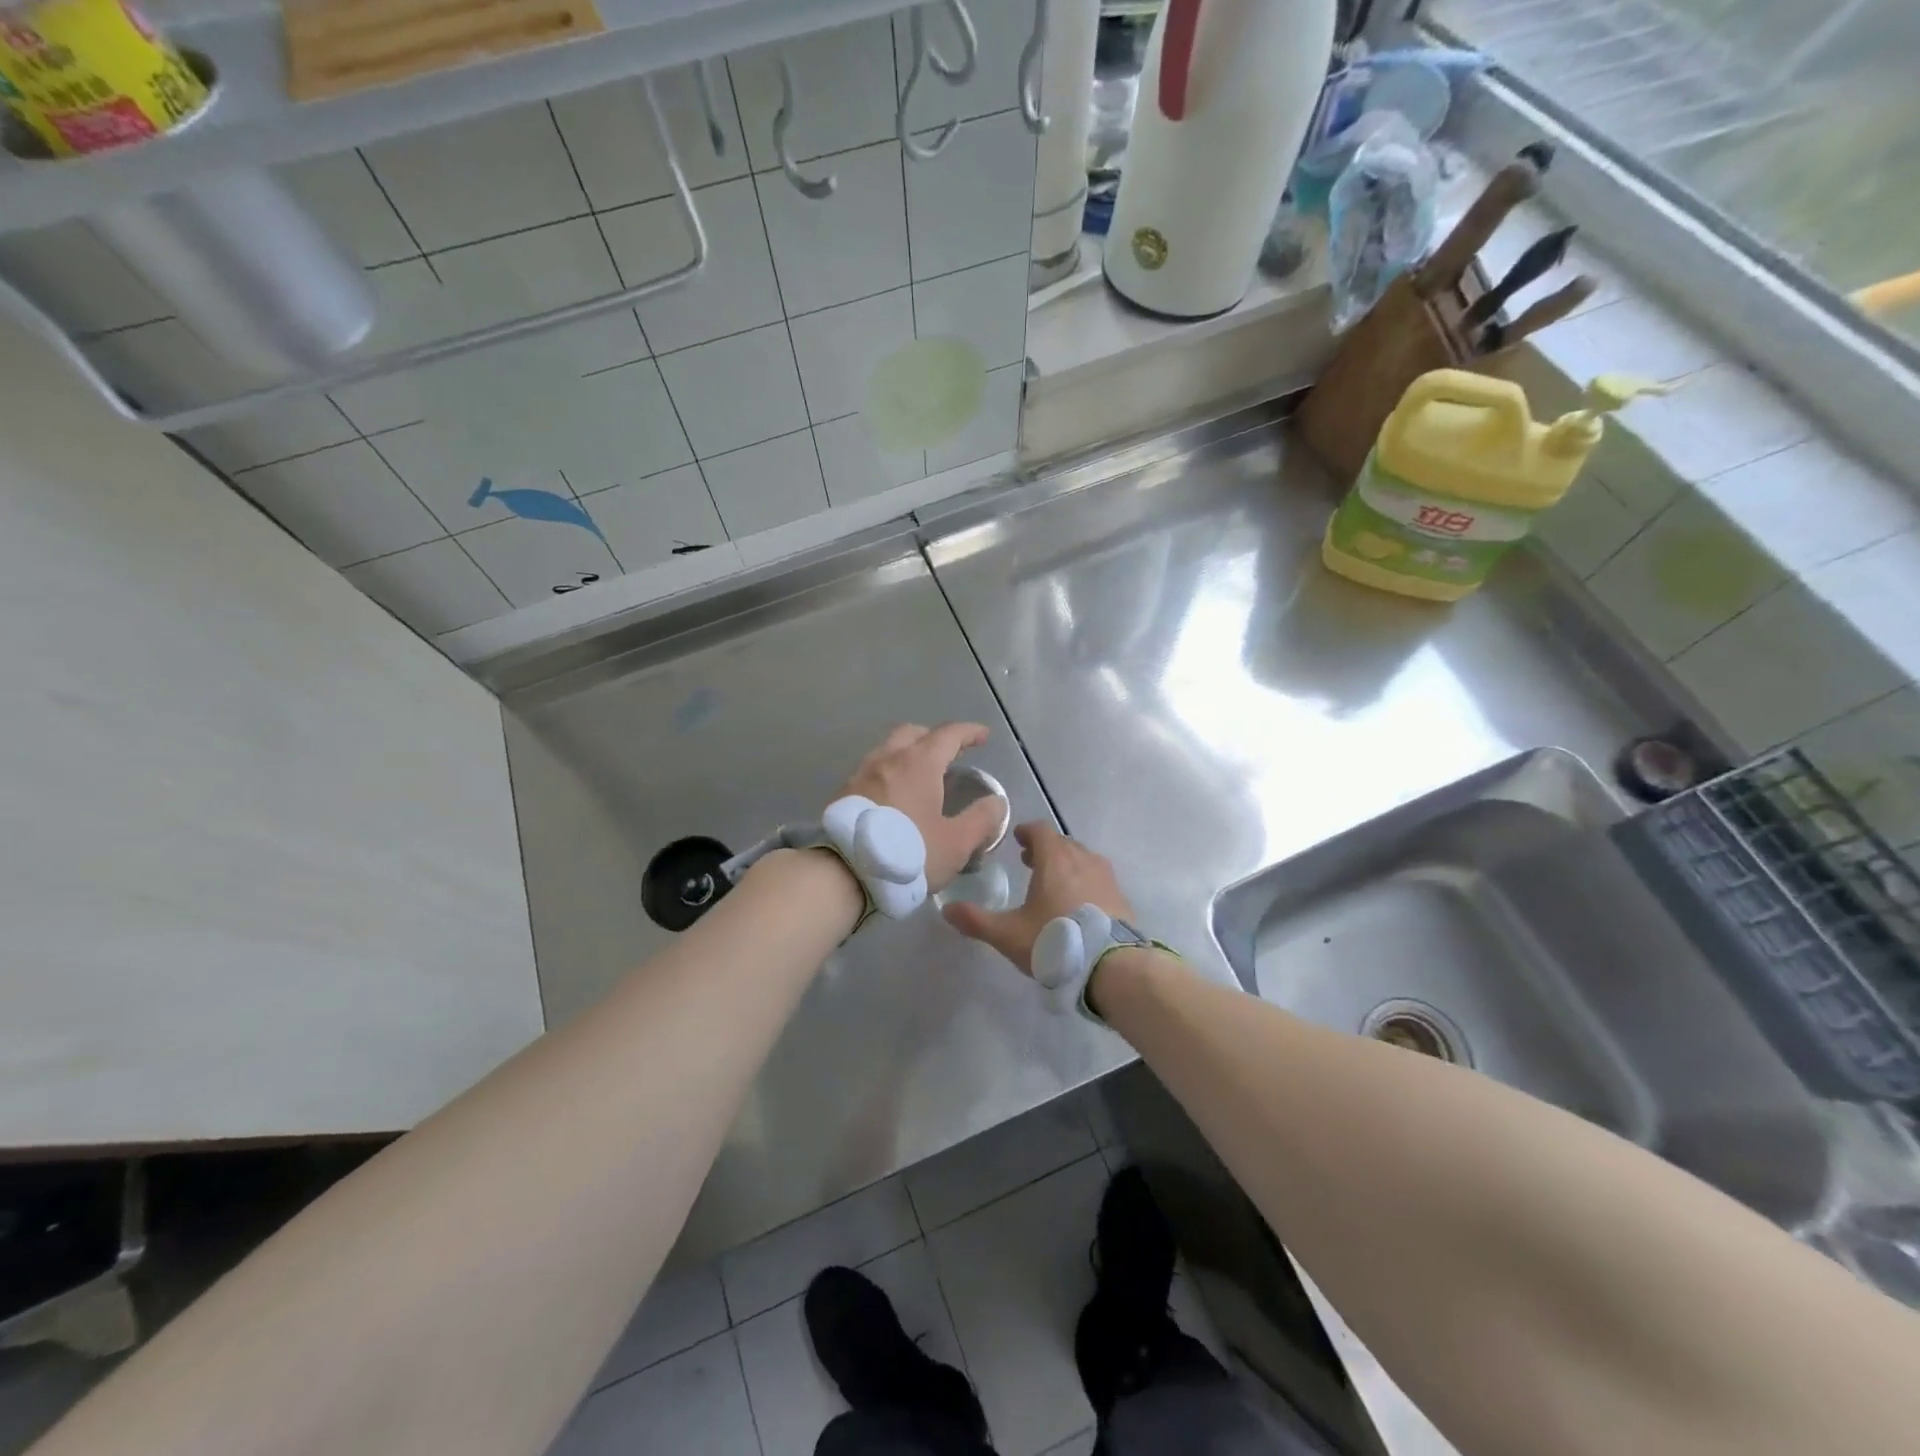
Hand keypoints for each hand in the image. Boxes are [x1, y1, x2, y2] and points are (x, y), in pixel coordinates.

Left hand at [839, 723, 1007, 891]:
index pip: (949, 735)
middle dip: (934, 737)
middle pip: (913, 733)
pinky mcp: (843, 793)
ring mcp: (861, 774)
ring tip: (920, 776)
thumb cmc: (908, 853)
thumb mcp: (956, 842)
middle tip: (949, 753)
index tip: (983, 735)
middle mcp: (888, 759)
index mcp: (919, 763)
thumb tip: (996, 802)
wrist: (843, 873)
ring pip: (888, 750)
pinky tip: (893, 797)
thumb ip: (981, 819)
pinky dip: (889, 773)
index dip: (969, 732)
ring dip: (907, 754)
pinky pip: (872, 771)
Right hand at [943, 823, 1133, 973]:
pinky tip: (1078, 906)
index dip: (1027, 832)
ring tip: (1054, 883)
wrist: (1112, 966)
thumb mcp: (1008, 935)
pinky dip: (1085, 882)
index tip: (1017, 838)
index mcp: (1055, 859)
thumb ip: (976, 921)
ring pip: (1083, 860)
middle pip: (1063, 843)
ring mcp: (1106, 878)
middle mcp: (1083, 860)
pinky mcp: (1121, 898)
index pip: (1041, 830)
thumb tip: (946, 909)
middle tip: (1030, 862)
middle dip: (1045, 849)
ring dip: (1067, 864)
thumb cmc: (1055, 941)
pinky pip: (1098, 880)